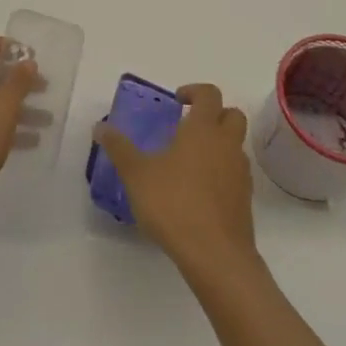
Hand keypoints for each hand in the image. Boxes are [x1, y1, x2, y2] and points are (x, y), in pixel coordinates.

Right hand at [94, 84, 256, 274]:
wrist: (215, 255)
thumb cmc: (174, 204)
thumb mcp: (136, 174)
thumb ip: (119, 148)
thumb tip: (101, 127)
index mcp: (203, 129)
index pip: (209, 94)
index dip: (194, 91)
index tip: (177, 101)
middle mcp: (226, 144)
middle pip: (232, 114)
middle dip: (214, 114)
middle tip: (189, 126)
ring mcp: (240, 172)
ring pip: (236, 145)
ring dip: (219, 143)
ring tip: (190, 161)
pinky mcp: (245, 199)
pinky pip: (236, 173)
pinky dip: (222, 172)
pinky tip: (200, 190)